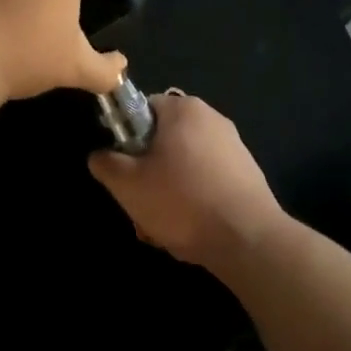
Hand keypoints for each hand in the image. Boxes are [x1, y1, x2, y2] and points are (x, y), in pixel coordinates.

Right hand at [88, 93, 284, 269]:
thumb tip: (100, 156)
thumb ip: (106, 164)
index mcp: (182, 109)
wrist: (250, 242)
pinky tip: (191, 233)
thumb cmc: (183, 201)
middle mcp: (211, 118)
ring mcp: (234, 148)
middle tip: (141, 208)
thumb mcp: (128, 185)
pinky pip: (209, 182)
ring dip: (170, 194)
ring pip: (185, 167)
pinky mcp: (249, 176)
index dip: (127, 141)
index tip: (125, 172)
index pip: (143, 111)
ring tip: (163, 230)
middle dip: (149, 175)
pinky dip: (196, 202)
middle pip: (165, 142)